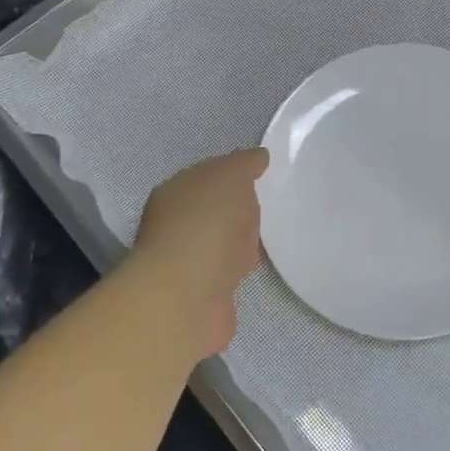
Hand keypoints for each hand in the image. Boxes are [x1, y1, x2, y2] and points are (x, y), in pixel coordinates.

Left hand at [129, 149, 268, 358]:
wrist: (190, 293)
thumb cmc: (208, 223)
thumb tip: (258, 157)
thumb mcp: (231, 176)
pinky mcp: (203, 291)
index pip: (208, 175)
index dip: (235, 173)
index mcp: (176, 191)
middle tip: (274, 204)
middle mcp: (175, 223)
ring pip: (222, 241)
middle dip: (239, 207)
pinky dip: (242, 267)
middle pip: (214, 209)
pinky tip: (261, 265)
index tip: (265, 176)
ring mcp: (188, 260)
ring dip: (241, 240)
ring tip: (273, 234)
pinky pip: (229, 270)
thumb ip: (245, 164)